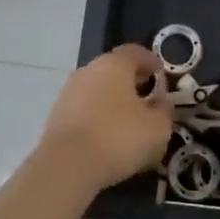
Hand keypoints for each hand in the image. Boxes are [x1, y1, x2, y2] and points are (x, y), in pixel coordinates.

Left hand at [40, 45, 172, 194]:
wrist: (66, 166)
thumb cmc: (118, 138)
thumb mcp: (157, 128)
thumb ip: (164, 111)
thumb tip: (161, 103)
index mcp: (114, 65)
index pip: (135, 52)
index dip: (150, 60)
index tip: (160, 72)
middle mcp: (88, 70)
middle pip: (113, 69)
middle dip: (131, 80)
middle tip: (146, 95)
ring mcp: (68, 92)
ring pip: (96, 88)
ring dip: (112, 99)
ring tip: (126, 119)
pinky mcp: (56, 115)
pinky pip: (83, 108)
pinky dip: (96, 115)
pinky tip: (105, 135)